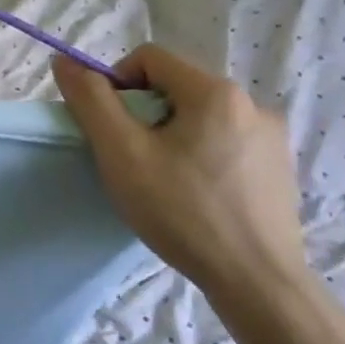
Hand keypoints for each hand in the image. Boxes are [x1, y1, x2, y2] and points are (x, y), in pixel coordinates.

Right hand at [52, 44, 305, 303]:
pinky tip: (197, 197)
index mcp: (216, 92)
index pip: (149, 58)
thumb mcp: (122, 153)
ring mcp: (272, 139)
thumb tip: (64, 61)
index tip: (110, 128)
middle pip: (176, 87)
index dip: (117, 83)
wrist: (258, 285)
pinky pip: (226, 143)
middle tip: (133, 160)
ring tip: (164, 183)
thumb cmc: (183, 212)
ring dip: (172, 137)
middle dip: (144, 115)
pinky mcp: (280, 170)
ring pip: (201, 117)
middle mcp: (252, 104)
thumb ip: (91, 100)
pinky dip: (201, 157)